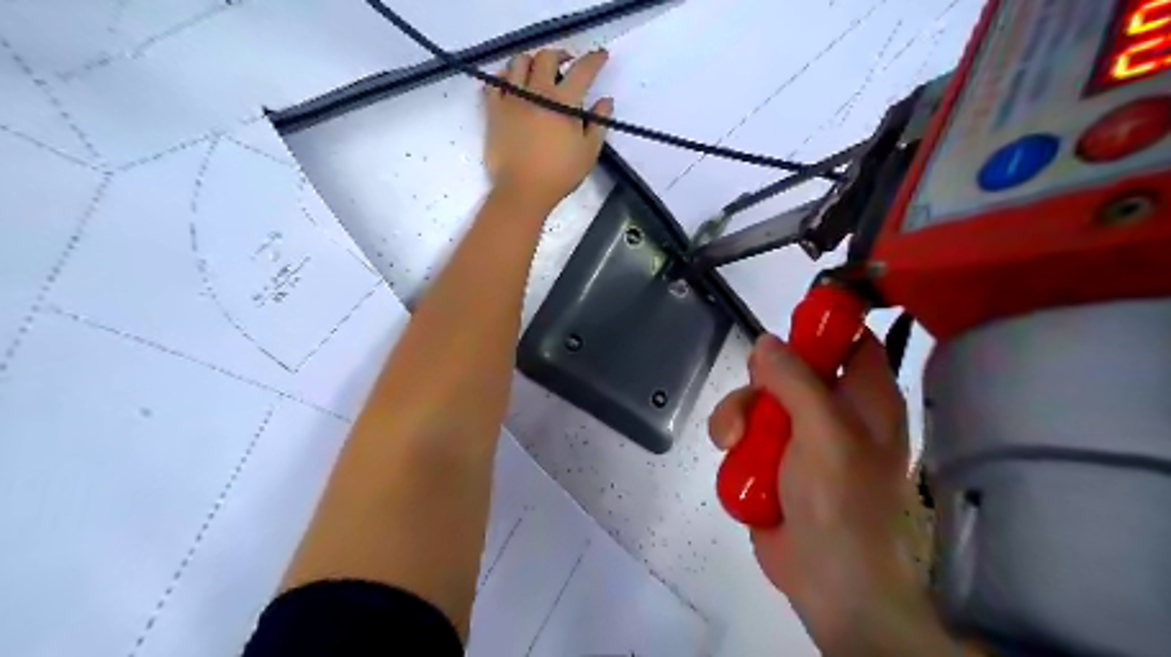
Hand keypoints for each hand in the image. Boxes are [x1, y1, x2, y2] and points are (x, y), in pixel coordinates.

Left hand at [483, 50, 612, 211]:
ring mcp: (511, 99)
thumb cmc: (559, 174)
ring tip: (538, 72)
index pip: (582, 70)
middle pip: (547, 57)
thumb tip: (605, 101)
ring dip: (532, 62)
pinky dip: (506, 76)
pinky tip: (513, 84)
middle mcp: (536, 92)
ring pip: (518, 62)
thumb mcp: (589, 153)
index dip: (594, 59)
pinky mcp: (493, 110)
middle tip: (567, 65)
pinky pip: (495, 81)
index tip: (601, 56)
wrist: (522, 191)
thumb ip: (598, 123)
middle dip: (560, 54)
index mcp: (563, 102)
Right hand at [708, 336, 955, 655]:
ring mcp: (798, 435)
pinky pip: (743, 431)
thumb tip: (766, 342)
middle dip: (760, 382)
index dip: (822, 325)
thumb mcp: (825, 433)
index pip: (850, 340)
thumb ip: (797, 382)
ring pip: (757, 400)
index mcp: (864, 397)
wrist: (827, 580)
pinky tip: (732, 460)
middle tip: (756, 404)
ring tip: (733, 444)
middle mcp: (832, 410)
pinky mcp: (771, 459)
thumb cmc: (841, 503)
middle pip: (787, 367)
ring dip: (737, 417)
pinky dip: (733, 443)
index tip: (786, 328)